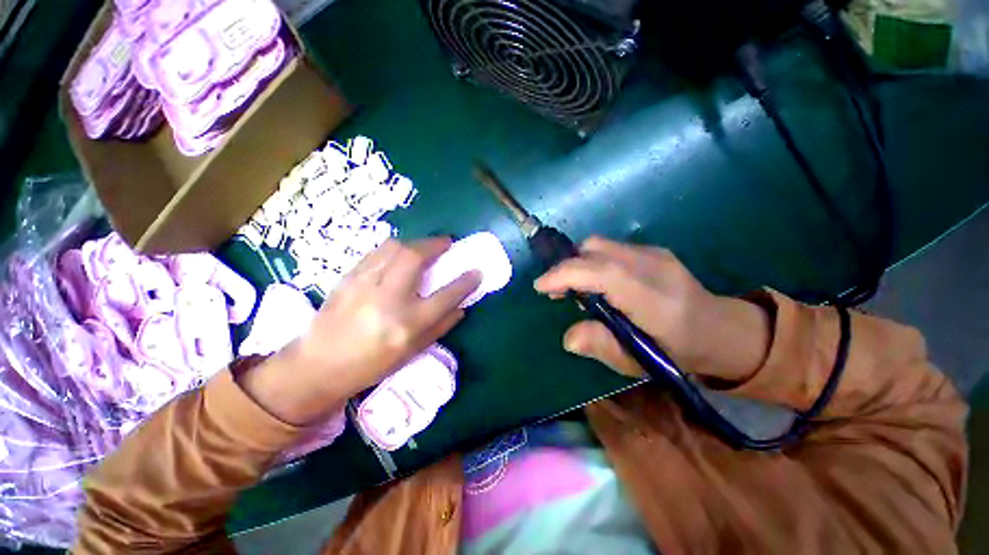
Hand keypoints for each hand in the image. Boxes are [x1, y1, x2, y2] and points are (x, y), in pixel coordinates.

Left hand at [241, 237, 481, 424]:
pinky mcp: (348, 278)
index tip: (476, 271)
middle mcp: (388, 299)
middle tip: (446, 244)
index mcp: (408, 323)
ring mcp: (364, 285)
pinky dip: (394, 249)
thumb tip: (461, 306)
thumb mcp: (413, 351)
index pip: (446, 296)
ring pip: (393, 248)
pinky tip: (398, 256)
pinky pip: (376, 253)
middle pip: (415, 257)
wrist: (319, 366)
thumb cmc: (372, 364)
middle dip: (435, 244)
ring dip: (415, 243)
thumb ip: (441, 326)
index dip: (466, 281)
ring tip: (423, 249)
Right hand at [534, 236, 770, 383]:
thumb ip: (602, 347)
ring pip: (600, 245)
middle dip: (567, 268)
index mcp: (655, 298)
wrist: (722, 329)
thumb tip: (568, 337)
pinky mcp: (653, 250)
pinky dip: (592, 262)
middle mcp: (654, 266)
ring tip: (576, 290)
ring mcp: (655, 253)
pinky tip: (597, 284)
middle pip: (595, 250)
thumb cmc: (680, 353)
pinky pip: (610, 249)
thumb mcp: (640, 362)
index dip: (565, 274)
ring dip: (579, 264)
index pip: (602, 272)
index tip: (541, 287)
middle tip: (558, 293)